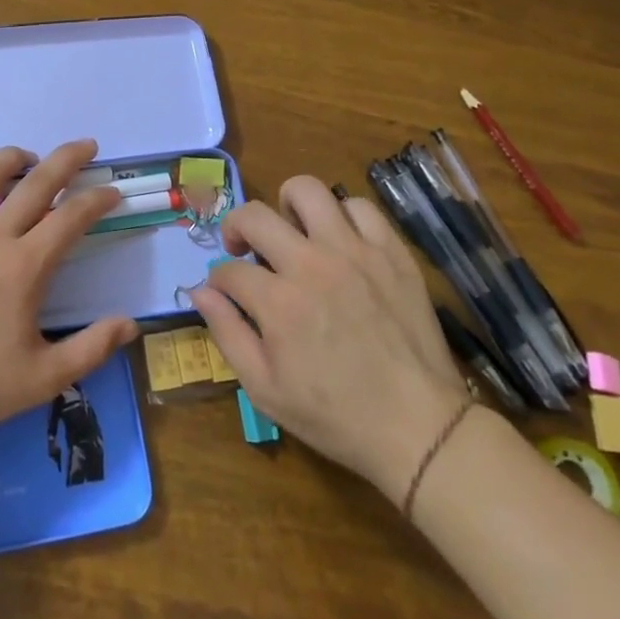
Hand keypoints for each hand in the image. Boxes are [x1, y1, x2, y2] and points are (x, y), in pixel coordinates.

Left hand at [0, 140, 139, 445]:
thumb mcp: (43, 379)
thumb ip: (91, 349)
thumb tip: (131, 324)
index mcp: (24, 267)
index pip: (71, 217)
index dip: (98, 199)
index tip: (112, 193)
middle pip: (36, 182)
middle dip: (67, 159)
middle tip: (86, 146)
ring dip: (12, 158)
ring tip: (27, 157)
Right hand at [187, 175, 470, 504]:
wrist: (418, 427)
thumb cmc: (335, 415)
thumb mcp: (264, 389)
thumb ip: (227, 333)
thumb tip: (200, 290)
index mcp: (278, 302)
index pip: (228, 270)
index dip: (218, 280)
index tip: (226, 293)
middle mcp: (312, 264)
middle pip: (255, 215)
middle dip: (236, 227)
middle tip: (244, 248)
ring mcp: (355, 252)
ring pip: (308, 191)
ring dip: (288, 206)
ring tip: (292, 231)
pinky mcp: (391, 252)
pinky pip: (359, 207)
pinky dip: (341, 216)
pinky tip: (339, 241)